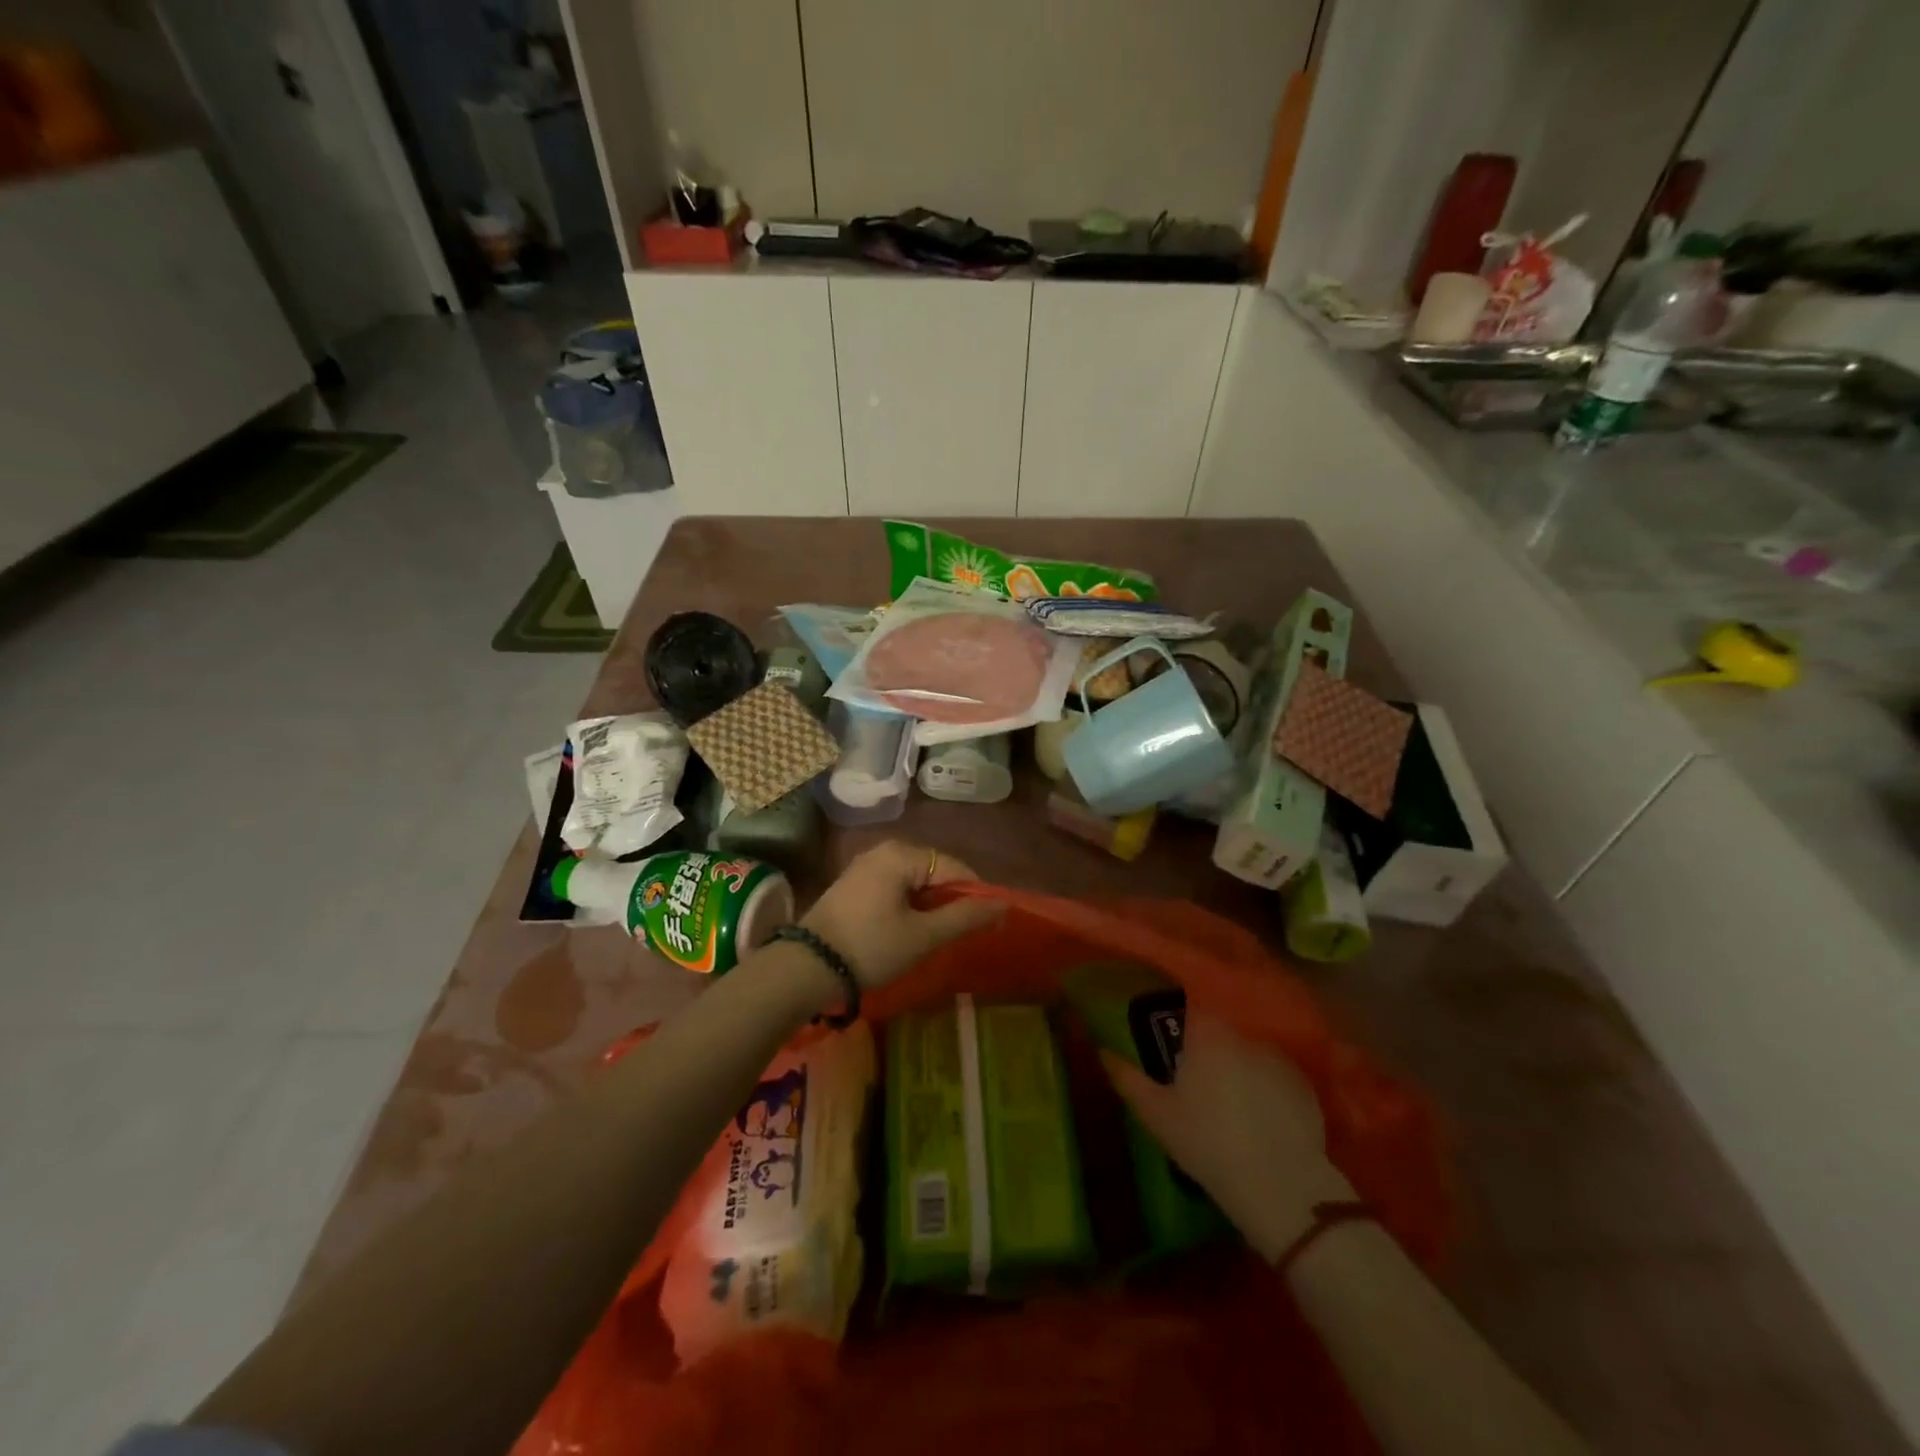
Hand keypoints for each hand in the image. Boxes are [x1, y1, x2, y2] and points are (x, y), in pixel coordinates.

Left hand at [801, 841, 1002, 989]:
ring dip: (928, 906)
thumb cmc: (871, 947)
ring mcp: (864, 866)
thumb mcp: (923, 936)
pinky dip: (907, 906)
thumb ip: (965, 916)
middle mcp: (883, 850)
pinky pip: (893, 888)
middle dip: (950, 901)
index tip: (984, 926)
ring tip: (934, 936)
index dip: (974, 895)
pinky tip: (906, 931)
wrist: (805, 967)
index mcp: (901, 854)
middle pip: (933, 871)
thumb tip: (1004, 904)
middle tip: (957, 935)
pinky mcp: (852, 885)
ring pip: (913, 881)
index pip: (954, 867)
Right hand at [1102, 1011, 1355, 1262]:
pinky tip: (1262, 1123)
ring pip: (1249, 1056)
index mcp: (1206, 1035)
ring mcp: (1278, 1060)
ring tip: (1232, 1109)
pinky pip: (1276, 1079)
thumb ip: (1126, 1077)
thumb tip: (1103, 1050)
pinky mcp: (1305, 1087)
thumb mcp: (1155, 1114)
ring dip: (1239, 1071)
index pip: (1189, 1012)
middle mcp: (1243, 1036)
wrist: (1279, 1185)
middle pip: (1220, 1035)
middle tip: (1198, 1087)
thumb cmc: (1207, 1143)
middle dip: (1209, 1053)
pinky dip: (1268, 1092)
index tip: (1172, 1052)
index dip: (1179, 1028)